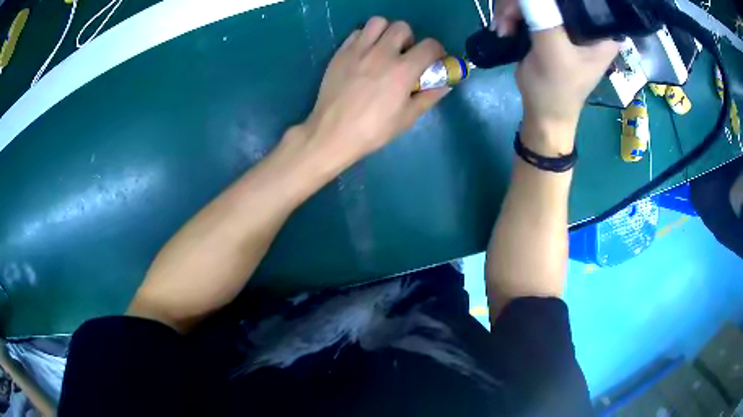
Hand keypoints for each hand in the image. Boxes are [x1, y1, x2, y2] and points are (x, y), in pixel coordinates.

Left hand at [296, 17, 450, 170]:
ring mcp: (358, 50)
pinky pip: (357, 33)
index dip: (438, 51)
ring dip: (386, 32)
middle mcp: (382, 53)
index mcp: (402, 70)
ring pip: (378, 22)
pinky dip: (365, 38)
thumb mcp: (407, 118)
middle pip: (402, 27)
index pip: (430, 46)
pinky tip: (365, 54)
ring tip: (384, 49)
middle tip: (404, 55)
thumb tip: (445, 85)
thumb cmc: (373, 130)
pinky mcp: (341, 53)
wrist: (332, 132)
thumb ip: (428, 97)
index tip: (434, 60)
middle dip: (410, 39)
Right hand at [493, 0, 618, 152]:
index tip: (535, 7)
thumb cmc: (556, 90)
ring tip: (503, 27)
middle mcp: (585, 23)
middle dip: (523, 2)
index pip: (583, 0)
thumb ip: (544, 17)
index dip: (557, 0)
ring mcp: (565, 23)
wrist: (542, 114)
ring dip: (512, 8)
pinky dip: (511, 13)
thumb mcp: (553, 52)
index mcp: (600, 31)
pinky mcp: (548, 25)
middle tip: (508, 18)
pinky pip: (527, 6)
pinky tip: (504, 27)